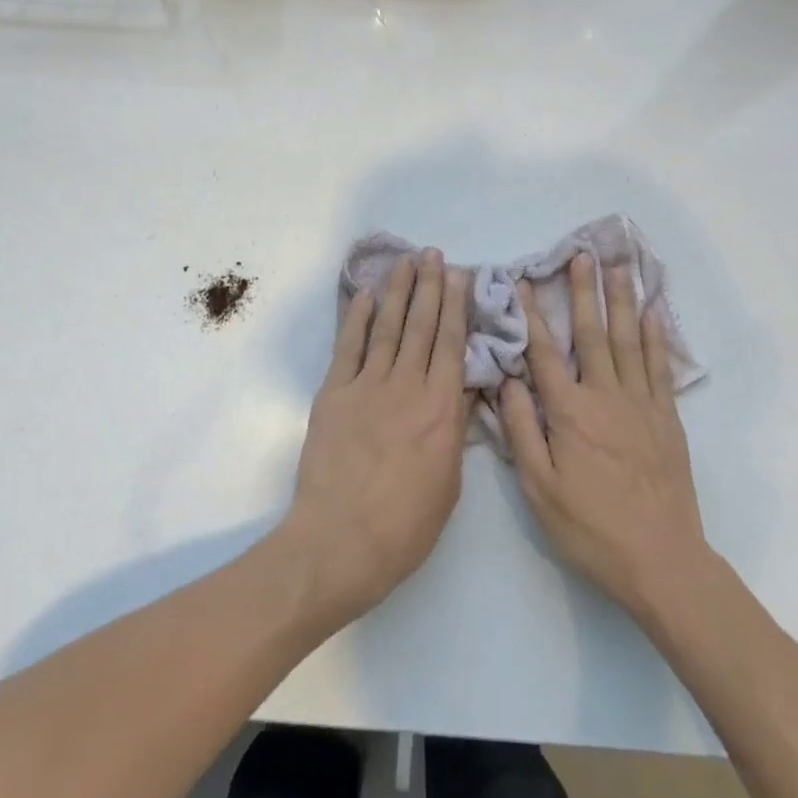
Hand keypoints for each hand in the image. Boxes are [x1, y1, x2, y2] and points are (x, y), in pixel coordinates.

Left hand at [280, 249, 468, 626]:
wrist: (339, 543)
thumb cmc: (404, 526)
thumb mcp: (449, 484)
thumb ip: (455, 429)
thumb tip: (463, 389)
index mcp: (440, 409)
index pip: (451, 344)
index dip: (456, 306)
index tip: (458, 276)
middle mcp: (407, 386)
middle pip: (421, 326)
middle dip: (429, 286)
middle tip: (433, 254)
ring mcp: (367, 386)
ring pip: (387, 327)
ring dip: (398, 291)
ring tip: (406, 262)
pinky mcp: (334, 393)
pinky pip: (348, 347)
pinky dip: (357, 318)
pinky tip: (366, 295)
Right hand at [499, 253, 708, 621]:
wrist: (662, 561)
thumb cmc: (592, 528)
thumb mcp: (540, 489)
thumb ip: (522, 430)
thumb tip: (507, 382)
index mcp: (569, 412)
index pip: (545, 352)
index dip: (532, 314)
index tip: (523, 282)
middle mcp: (605, 395)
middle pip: (592, 333)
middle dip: (585, 291)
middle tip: (584, 254)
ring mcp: (640, 404)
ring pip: (629, 340)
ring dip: (622, 300)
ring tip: (620, 268)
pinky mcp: (667, 418)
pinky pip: (659, 367)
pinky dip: (655, 337)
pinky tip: (653, 313)